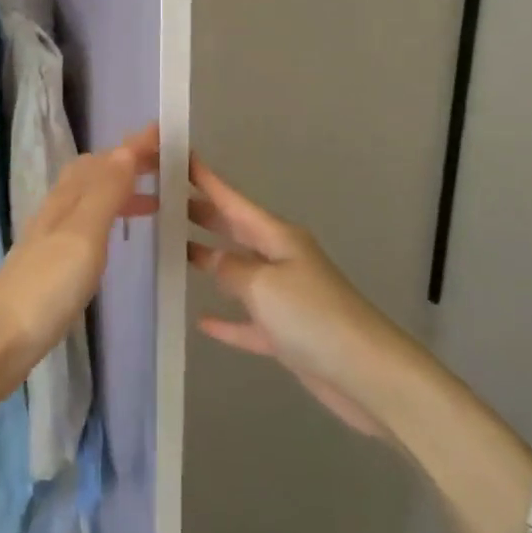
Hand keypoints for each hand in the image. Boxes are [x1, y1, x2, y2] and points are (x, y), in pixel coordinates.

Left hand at [0, 125, 160, 372]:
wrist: (0, 339)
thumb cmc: (48, 285)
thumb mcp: (83, 233)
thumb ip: (105, 192)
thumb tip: (126, 148)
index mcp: (68, 198)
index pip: (104, 159)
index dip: (133, 145)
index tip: (164, 132)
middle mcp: (58, 210)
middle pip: (94, 174)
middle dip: (128, 163)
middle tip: (166, 166)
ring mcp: (53, 238)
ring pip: (91, 199)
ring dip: (122, 190)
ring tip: (156, 201)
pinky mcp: (53, 264)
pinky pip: (88, 225)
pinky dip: (111, 217)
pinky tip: (118, 237)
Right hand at [189, 156, 413, 438]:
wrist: (367, 374)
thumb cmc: (313, 316)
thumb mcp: (263, 285)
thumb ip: (230, 269)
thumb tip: (209, 258)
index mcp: (277, 237)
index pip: (233, 201)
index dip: (206, 180)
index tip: (181, 157)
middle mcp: (280, 259)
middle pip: (234, 230)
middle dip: (203, 214)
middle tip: (164, 199)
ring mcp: (284, 297)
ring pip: (237, 272)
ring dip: (209, 261)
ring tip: (173, 249)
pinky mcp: (286, 334)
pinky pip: (247, 322)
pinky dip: (226, 321)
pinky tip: (202, 321)